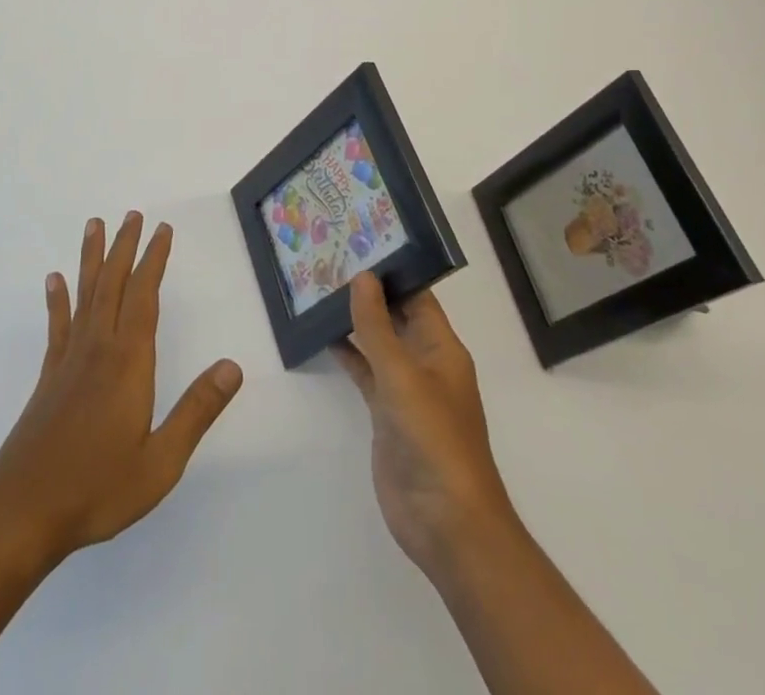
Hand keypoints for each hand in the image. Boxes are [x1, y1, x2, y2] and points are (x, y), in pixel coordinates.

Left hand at [0, 213, 243, 569]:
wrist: (23, 511)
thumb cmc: (97, 488)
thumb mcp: (160, 461)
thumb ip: (197, 411)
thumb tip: (232, 366)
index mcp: (128, 362)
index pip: (145, 297)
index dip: (154, 260)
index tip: (162, 230)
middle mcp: (98, 348)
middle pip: (113, 284)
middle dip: (125, 247)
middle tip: (132, 214)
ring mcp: (69, 359)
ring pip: (84, 294)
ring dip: (92, 258)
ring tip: (94, 225)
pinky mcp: (49, 376)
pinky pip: (57, 325)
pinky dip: (57, 299)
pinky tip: (54, 279)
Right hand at [333, 272, 516, 581]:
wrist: (444, 522)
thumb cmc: (433, 439)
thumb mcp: (402, 375)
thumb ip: (378, 326)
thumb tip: (362, 276)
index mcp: (442, 348)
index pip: (418, 296)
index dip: (392, 270)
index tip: (359, 242)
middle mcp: (426, 363)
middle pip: (397, 316)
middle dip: (369, 292)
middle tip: (330, 258)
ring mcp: (406, 390)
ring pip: (379, 343)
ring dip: (355, 321)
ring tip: (320, 288)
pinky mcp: (387, 414)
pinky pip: (366, 372)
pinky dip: (348, 354)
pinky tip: (322, 336)